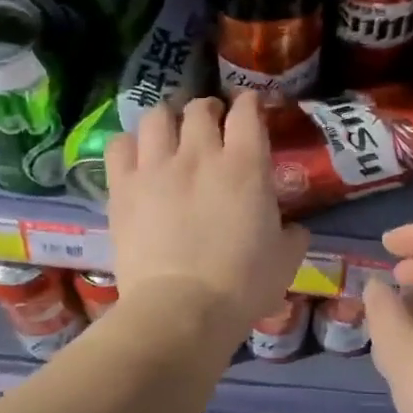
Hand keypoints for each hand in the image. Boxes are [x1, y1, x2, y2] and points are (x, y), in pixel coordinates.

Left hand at [106, 94, 310, 340]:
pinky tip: (136, 154)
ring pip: (157, 116)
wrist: (182, 309)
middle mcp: (200, 153)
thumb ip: (292, 235)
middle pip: (199, 108)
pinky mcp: (123, 187)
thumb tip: (293, 229)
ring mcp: (156, 167)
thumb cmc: (242, 285)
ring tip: (170, 130)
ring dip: (168, 117)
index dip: (249, 103)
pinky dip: (130, 143)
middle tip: (210, 124)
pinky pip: (119, 145)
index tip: (249, 108)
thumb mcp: (285, 260)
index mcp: (245, 165)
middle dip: (208, 110)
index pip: (247, 111)